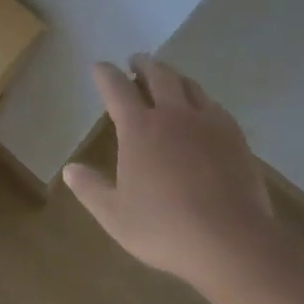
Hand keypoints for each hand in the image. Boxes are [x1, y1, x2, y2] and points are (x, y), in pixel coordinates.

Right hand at [64, 54, 274, 291]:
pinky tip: (202, 110)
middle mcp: (172, 114)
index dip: (105, 74)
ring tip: (168, 79)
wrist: (231, 241)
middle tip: (136, 62)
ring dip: (173, 76)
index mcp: (139, 128)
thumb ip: (91, 189)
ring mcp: (206, 122)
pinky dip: (200, 99)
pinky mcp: (234, 136)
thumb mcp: (116, 216)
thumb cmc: (166, 228)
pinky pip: (214, 105)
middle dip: (143, 64)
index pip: (116, 88)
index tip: (100, 67)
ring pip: (188, 84)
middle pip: (157, 74)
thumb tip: (69, 169)